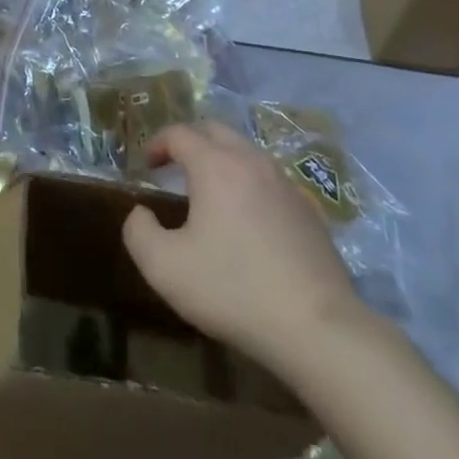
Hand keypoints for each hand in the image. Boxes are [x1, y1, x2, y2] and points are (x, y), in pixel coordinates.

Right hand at [123, 122, 365, 368]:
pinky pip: (270, 181)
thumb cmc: (234, 289)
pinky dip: (249, 184)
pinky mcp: (309, 211)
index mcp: (215, 166)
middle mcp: (251, 162)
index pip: (179, 133)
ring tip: (208, 191)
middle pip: (215, 130)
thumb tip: (140, 213)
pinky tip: (247, 220)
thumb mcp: (165, 268)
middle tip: (173, 165)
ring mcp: (285, 184)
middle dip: (190, 140)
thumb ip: (139, 232)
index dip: (157, 143)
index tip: (146, 165)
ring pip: (246, 153)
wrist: (319, 328)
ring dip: (221, 160)